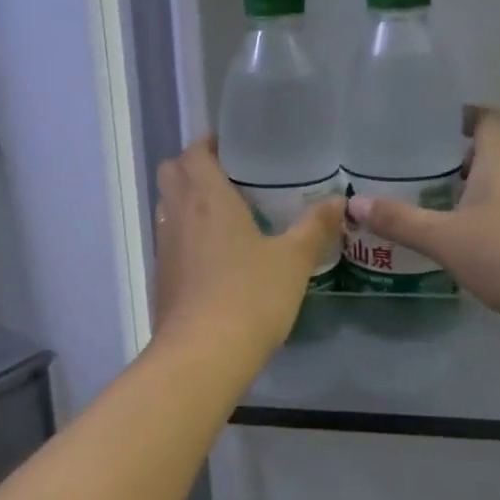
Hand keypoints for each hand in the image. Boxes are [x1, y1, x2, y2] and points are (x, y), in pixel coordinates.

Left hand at [153, 137, 344, 361]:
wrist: (202, 354)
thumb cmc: (250, 296)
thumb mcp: (293, 260)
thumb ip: (315, 227)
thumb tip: (339, 201)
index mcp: (206, 197)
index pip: (193, 152)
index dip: (208, 144)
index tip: (233, 148)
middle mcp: (177, 213)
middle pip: (171, 172)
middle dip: (193, 167)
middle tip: (229, 177)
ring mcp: (164, 245)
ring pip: (167, 205)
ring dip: (186, 200)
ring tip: (225, 214)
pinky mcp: (161, 275)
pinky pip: (170, 238)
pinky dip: (185, 233)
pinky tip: (215, 255)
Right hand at [346, 109, 499, 343]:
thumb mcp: (443, 239)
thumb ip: (399, 221)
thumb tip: (353, 204)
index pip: (488, 119)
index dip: (462, 116)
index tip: (433, 125)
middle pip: (494, 152)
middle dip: (459, 159)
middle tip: (421, 171)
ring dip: (475, 190)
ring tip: (438, 206)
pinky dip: (491, 215)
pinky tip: (469, 239)